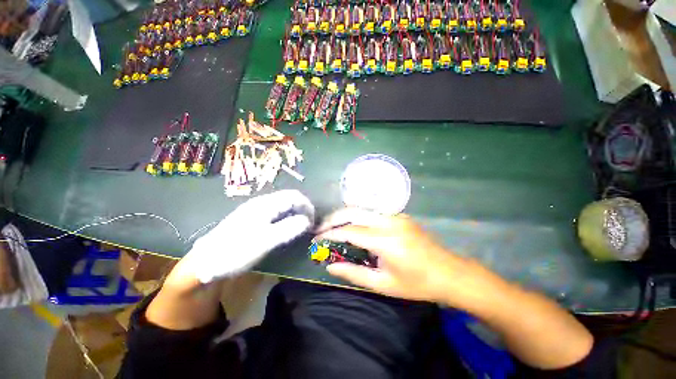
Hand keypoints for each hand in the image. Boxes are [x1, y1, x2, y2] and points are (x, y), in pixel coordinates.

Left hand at [179, 190, 314, 284]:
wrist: (205, 263)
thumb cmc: (236, 251)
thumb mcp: (266, 241)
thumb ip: (288, 228)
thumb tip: (307, 220)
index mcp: (265, 204)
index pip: (293, 196)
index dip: (307, 206)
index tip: (313, 220)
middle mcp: (261, 203)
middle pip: (288, 198)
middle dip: (302, 208)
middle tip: (308, 224)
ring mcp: (255, 210)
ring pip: (282, 205)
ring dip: (294, 213)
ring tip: (300, 226)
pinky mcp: (252, 218)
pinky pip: (275, 212)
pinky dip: (285, 217)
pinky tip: (285, 228)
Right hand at [317, 208, 504, 307]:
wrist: (449, 273)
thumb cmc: (416, 284)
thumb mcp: (383, 284)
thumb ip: (353, 273)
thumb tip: (329, 267)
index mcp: (385, 240)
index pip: (350, 231)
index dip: (330, 234)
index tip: (317, 239)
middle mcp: (389, 221)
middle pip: (353, 211)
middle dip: (333, 218)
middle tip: (321, 229)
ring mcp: (396, 215)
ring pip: (362, 208)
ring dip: (344, 215)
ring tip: (333, 227)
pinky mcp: (400, 215)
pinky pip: (372, 212)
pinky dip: (358, 217)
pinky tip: (354, 226)